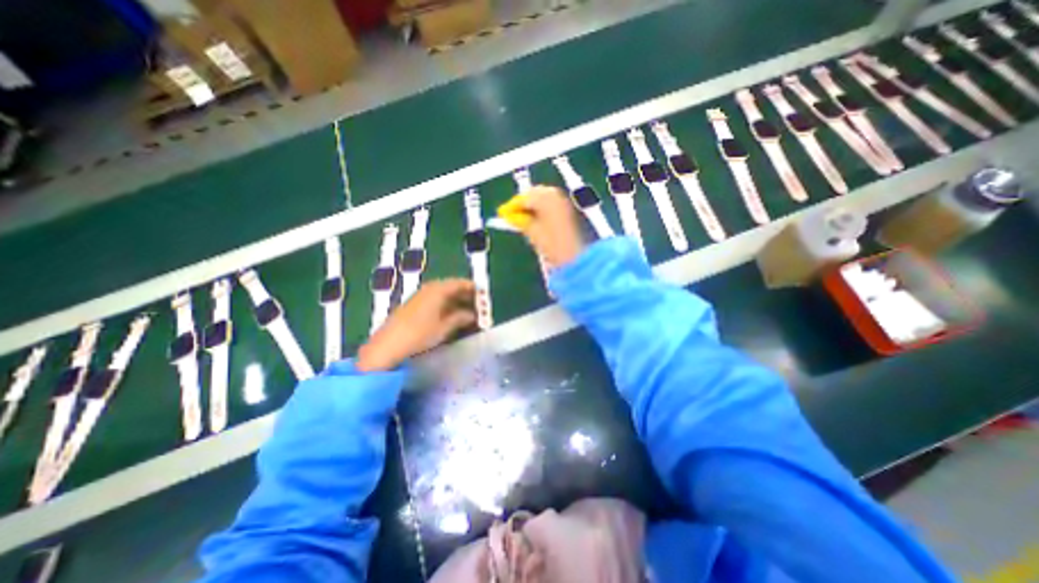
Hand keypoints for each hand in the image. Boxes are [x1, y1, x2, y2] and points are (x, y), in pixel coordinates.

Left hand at [354, 278, 472, 370]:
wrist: (387, 345)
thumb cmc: (419, 334)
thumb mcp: (444, 327)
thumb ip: (461, 318)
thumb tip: (473, 315)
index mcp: (438, 289)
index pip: (460, 283)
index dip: (474, 289)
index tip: (484, 298)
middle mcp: (429, 289)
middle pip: (452, 287)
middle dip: (467, 296)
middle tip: (479, 307)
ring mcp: (420, 296)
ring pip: (444, 294)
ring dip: (457, 302)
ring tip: (468, 314)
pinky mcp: (414, 305)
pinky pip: (436, 300)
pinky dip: (447, 306)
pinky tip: (452, 317)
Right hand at [518, 186, 582, 265]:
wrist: (576, 256)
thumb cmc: (552, 245)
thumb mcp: (532, 232)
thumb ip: (520, 220)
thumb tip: (510, 215)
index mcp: (545, 197)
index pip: (523, 198)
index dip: (511, 206)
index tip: (502, 214)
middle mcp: (556, 195)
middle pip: (534, 194)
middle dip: (522, 204)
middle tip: (511, 215)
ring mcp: (564, 201)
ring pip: (543, 198)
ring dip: (532, 206)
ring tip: (523, 219)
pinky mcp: (569, 210)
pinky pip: (551, 204)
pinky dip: (542, 209)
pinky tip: (536, 219)